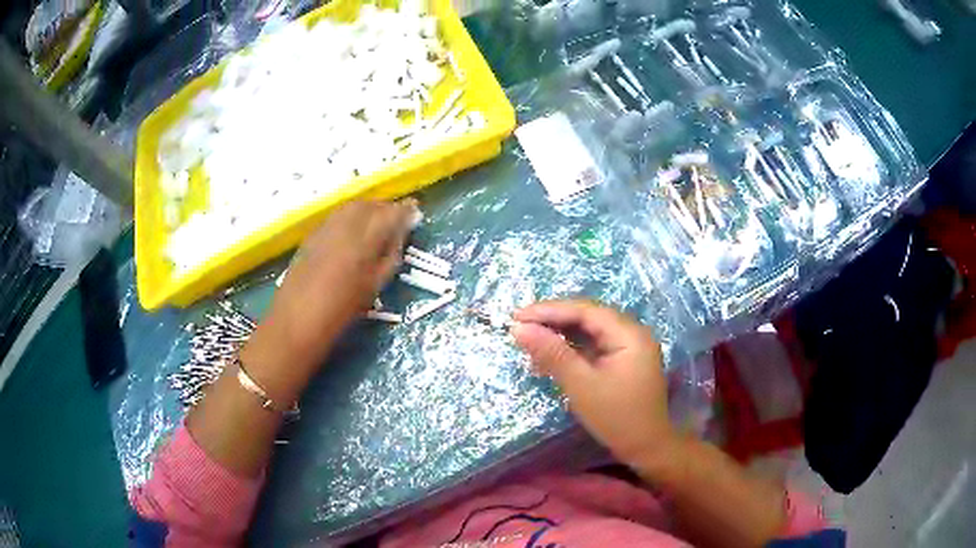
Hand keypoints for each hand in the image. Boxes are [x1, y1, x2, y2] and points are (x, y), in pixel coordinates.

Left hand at [242, 200, 416, 397]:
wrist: (295, 322)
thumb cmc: (340, 312)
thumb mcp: (373, 287)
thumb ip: (389, 257)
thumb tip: (399, 237)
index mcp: (364, 242)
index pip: (390, 214)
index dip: (405, 210)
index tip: (415, 210)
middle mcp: (343, 227)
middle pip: (369, 205)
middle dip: (386, 207)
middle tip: (397, 218)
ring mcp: (324, 228)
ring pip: (351, 207)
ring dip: (368, 209)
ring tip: (377, 223)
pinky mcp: (311, 235)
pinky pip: (337, 216)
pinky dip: (351, 217)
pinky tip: (353, 232)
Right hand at [511, 300, 673, 465]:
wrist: (646, 448)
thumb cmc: (616, 417)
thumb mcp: (581, 385)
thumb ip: (552, 354)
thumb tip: (519, 328)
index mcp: (629, 334)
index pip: (585, 311)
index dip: (549, 310)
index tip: (517, 316)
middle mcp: (632, 333)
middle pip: (588, 317)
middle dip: (553, 320)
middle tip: (519, 325)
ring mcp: (630, 347)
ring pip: (590, 331)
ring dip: (560, 334)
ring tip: (529, 339)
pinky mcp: (624, 361)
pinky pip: (594, 346)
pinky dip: (572, 349)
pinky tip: (550, 356)